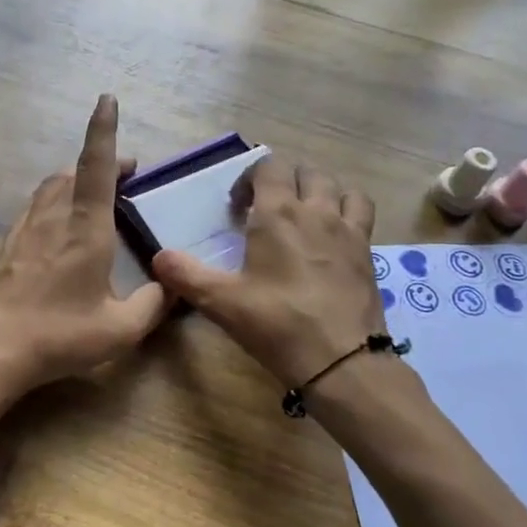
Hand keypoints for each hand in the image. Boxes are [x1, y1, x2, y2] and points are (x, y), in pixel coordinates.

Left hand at [0, 95, 168, 402]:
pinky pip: (36, 207)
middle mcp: (54, 218)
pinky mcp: (9, 245)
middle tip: (126, 175)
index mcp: (85, 229)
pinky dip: (55, 200)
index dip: (103, 131)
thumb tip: (171, 286)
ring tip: (96, 195)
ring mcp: (26, 229)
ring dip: (75, 179)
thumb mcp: (121, 329)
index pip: (96, 167)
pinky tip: (61, 225)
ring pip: (51, 186)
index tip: (106, 100)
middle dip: (101, 163)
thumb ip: (153, 305)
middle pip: (73, 172)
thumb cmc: (60, 335)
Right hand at [153, 157, 382, 387]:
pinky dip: (347, 211)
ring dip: (318, 192)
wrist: (342, 360)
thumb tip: (158, 257)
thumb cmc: (277, 324)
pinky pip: (361, 212)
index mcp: (278, 214)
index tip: (237, 208)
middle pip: (305, 172)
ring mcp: (348, 229)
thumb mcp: (221, 302)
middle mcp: (316, 210)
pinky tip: (334, 237)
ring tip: (304, 216)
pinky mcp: (368, 252)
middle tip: (266, 211)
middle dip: (283, 182)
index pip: (268, 166)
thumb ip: (186, 275)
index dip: (249, 178)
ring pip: (338, 187)